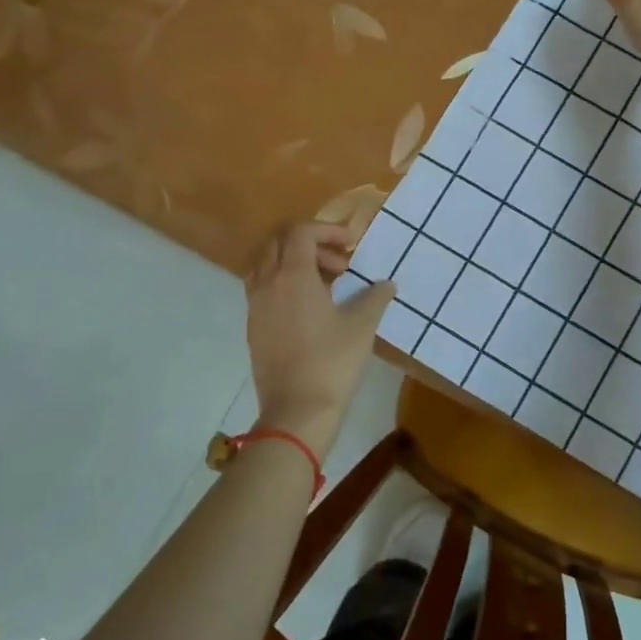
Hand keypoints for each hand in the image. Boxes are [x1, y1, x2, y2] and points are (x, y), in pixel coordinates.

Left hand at [245, 221, 393, 457]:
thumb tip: (387, 284)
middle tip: (340, 265)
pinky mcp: (253, 326)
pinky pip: (263, 288)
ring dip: (294, 262)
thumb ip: (375, 297)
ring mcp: (255, 306)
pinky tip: (308, 308)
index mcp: (293, 276)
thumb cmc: (332, 362)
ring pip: (267, 264)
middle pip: (279, 242)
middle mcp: (268, 283)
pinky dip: (283, 283)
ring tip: (324, 284)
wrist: (297, 410)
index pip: (301, 232)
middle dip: (311, 244)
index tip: (351, 244)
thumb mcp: (362, 326)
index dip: (327, 230)